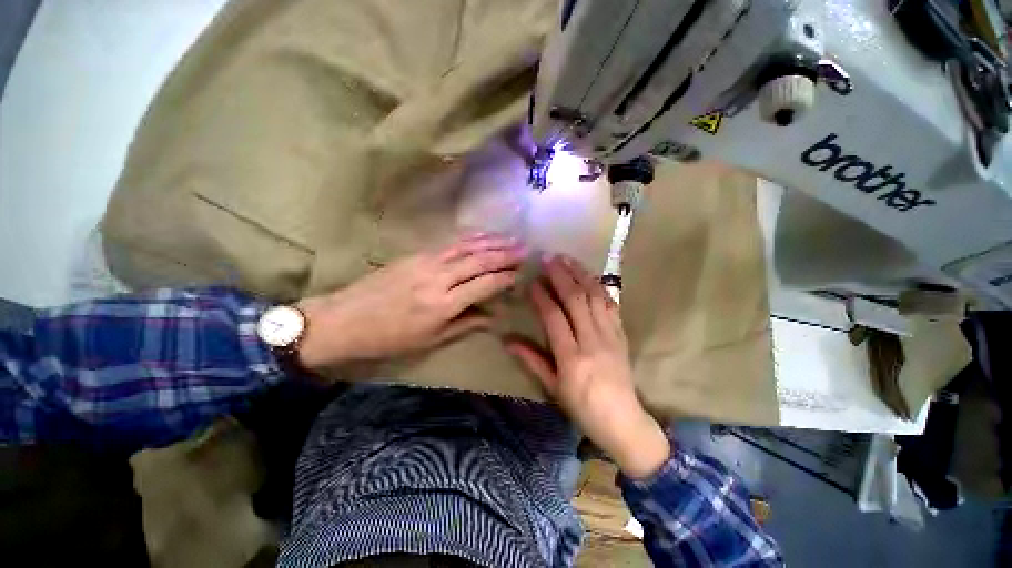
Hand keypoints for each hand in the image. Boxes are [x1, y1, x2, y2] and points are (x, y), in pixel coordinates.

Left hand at [296, 234, 523, 369]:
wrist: (345, 319)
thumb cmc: (389, 338)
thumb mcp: (430, 340)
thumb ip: (465, 324)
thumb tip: (493, 316)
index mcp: (443, 304)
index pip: (484, 284)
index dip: (505, 277)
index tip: (521, 273)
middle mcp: (439, 278)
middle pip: (479, 260)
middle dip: (505, 254)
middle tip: (525, 249)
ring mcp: (426, 261)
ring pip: (467, 247)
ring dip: (491, 241)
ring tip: (511, 238)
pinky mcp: (416, 254)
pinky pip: (450, 243)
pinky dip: (470, 238)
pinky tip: (482, 235)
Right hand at [505, 255, 669, 478]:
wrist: (623, 421)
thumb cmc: (582, 407)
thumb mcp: (552, 387)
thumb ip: (531, 360)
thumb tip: (508, 340)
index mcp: (571, 357)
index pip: (554, 317)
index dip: (543, 296)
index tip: (533, 281)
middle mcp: (592, 341)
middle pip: (576, 300)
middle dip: (562, 276)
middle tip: (550, 258)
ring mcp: (610, 335)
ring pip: (595, 297)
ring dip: (581, 275)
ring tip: (569, 259)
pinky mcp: (622, 334)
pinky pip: (611, 305)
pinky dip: (600, 287)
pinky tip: (591, 276)